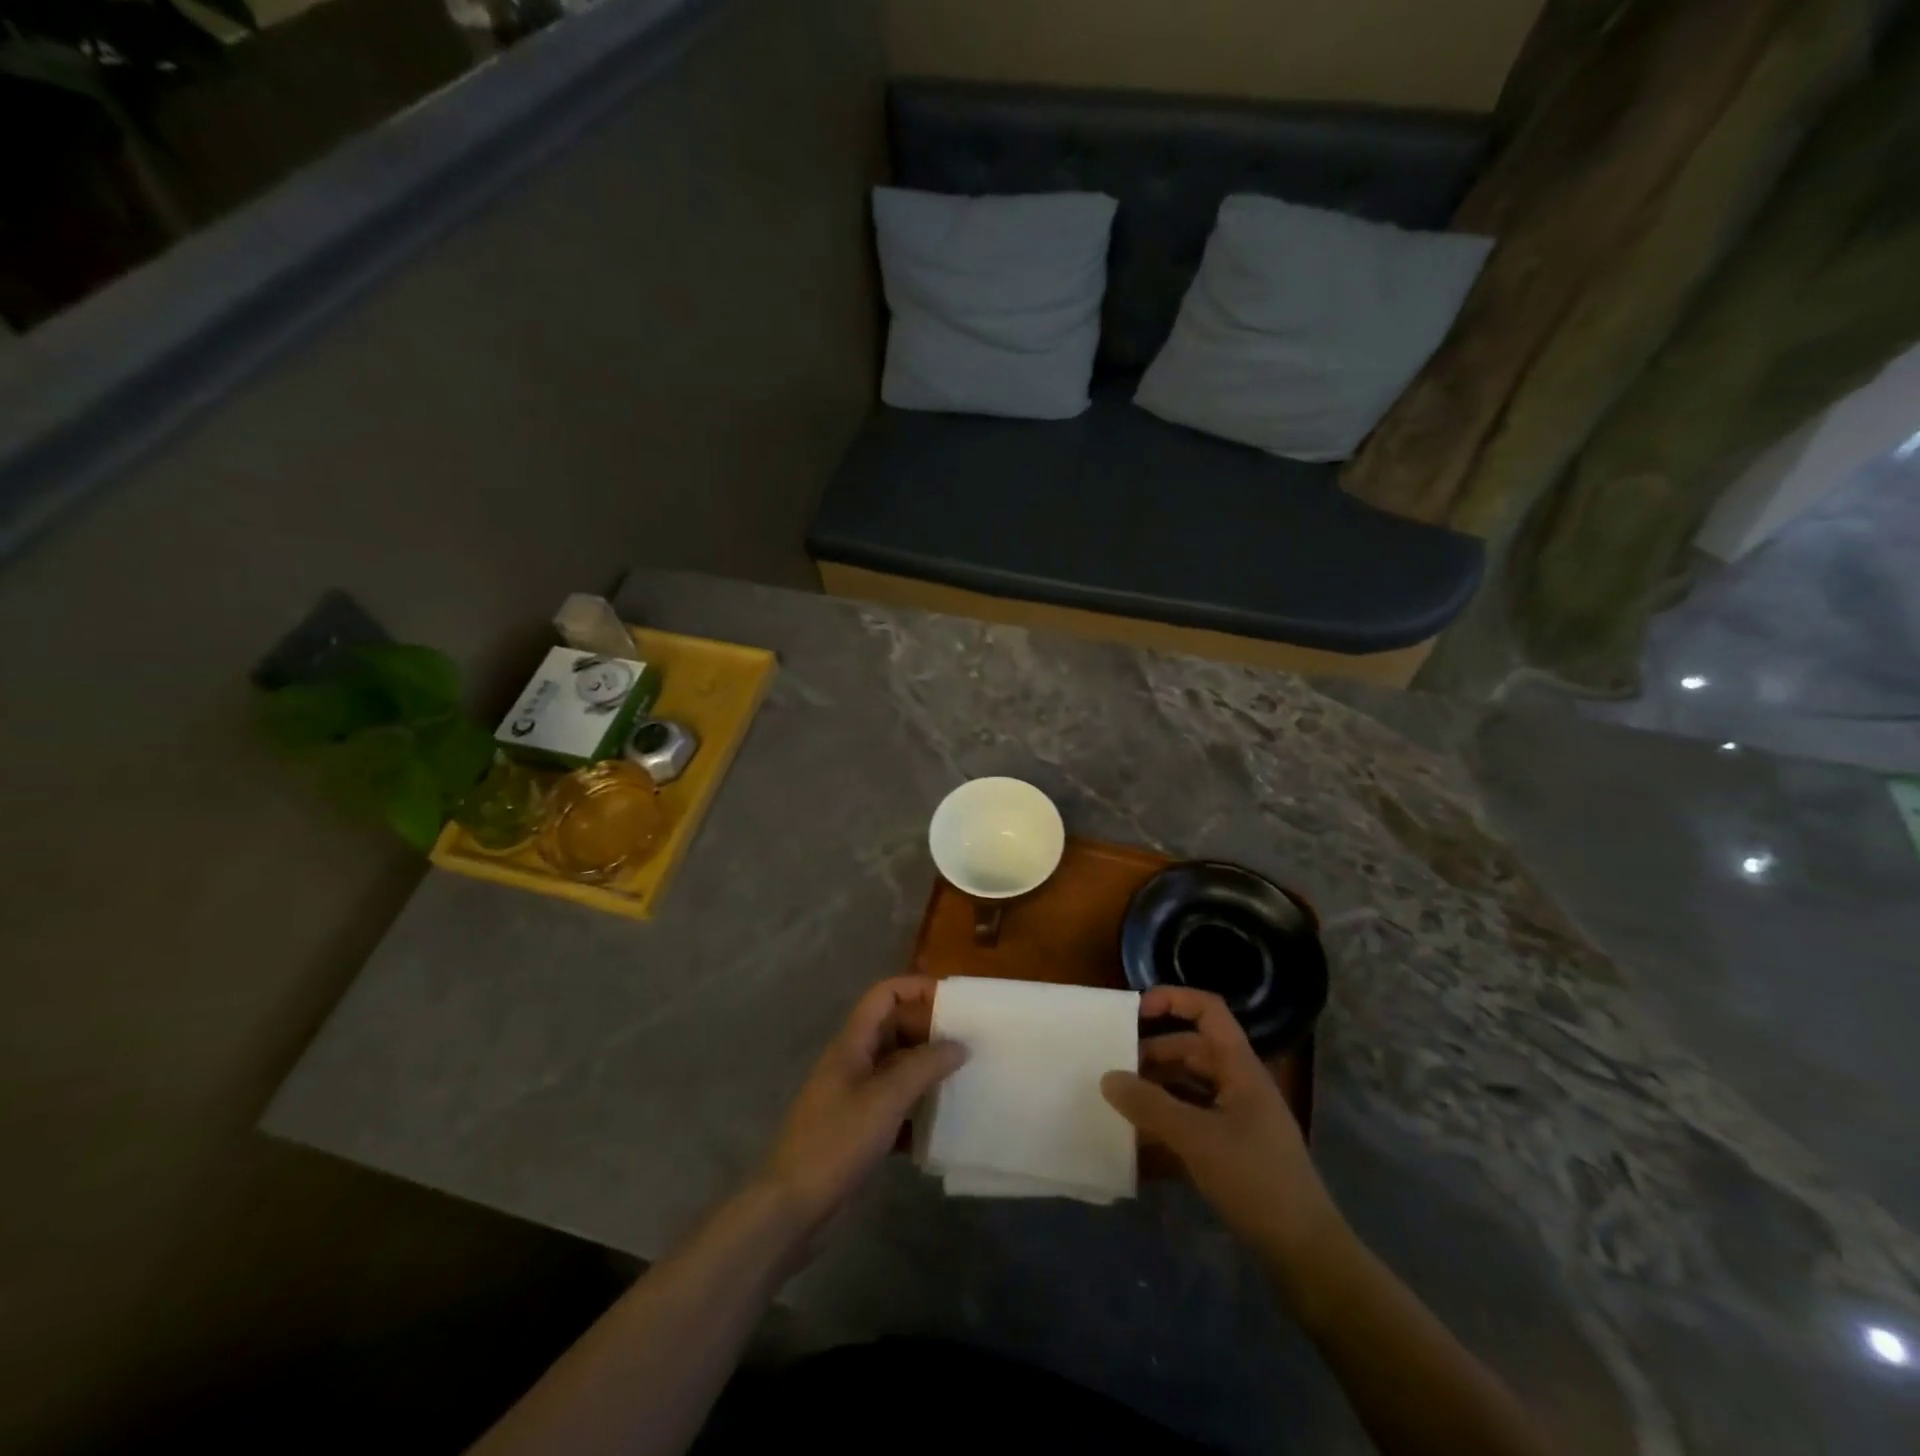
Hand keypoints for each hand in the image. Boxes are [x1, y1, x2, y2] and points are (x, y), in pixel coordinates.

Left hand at [760, 976, 964, 1233]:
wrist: (792, 1208)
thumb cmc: (836, 1142)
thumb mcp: (885, 1099)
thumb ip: (923, 1066)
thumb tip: (959, 1044)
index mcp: (853, 1042)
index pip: (885, 995)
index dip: (917, 988)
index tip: (955, 1003)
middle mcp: (854, 1061)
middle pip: (895, 1029)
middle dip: (930, 1031)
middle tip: (970, 1043)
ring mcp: (856, 1096)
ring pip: (899, 1068)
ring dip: (928, 1070)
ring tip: (966, 1077)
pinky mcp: (861, 1128)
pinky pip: (896, 1105)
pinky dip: (918, 1108)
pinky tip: (944, 1123)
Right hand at [1102, 987, 1341, 1270]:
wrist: (1305, 1254)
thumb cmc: (1256, 1180)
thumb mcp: (1196, 1139)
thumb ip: (1149, 1105)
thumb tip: (1108, 1077)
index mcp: (1240, 1068)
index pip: (1209, 1011)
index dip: (1174, 1000)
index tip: (1136, 1012)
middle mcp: (1239, 1085)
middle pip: (1192, 1050)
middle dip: (1153, 1054)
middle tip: (1116, 1070)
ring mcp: (1238, 1119)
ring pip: (1189, 1087)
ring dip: (1157, 1091)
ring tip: (1121, 1104)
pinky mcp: (1233, 1151)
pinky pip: (1193, 1122)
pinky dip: (1167, 1125)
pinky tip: (1139, 1144)